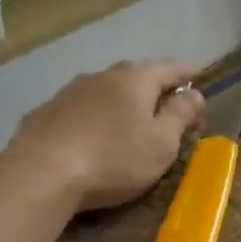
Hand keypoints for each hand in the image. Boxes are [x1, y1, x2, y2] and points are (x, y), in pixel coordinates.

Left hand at [12, 61, 205, 211]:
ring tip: (129, 129)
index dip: (188, 76)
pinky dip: (94, 120)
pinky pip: (80, 112)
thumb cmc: (114, 158)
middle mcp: (101, 76)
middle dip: (154, 92)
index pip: (170, 68)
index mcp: (135, 79)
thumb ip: (180, 116)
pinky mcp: (45, 114)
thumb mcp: (161, 144)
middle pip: (136, 78)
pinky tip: (92, 141)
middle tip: (167, 114)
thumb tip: (194, 95)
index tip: (198, 83)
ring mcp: (69, 93)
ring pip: (105, 93)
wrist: (41, 173)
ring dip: (120, 106)